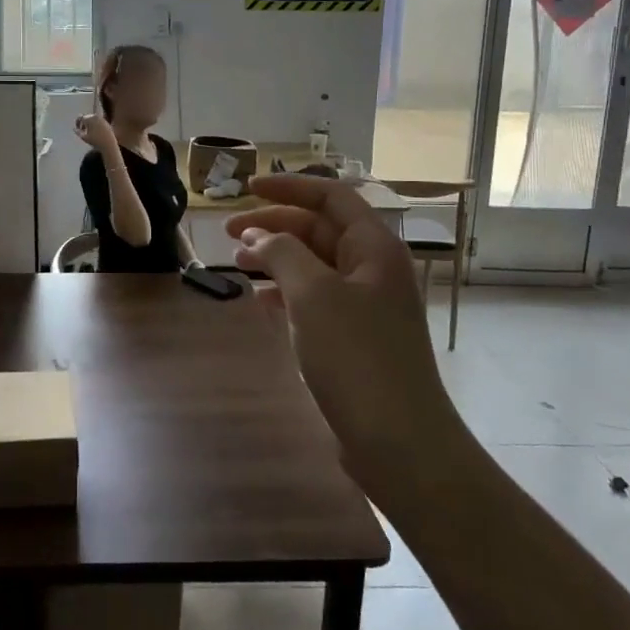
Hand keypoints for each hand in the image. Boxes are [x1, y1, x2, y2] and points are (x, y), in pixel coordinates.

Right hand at [74, 112, 117, 154]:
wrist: (108, 144)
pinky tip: (94, 132)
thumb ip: (78, 132)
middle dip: (83, 123)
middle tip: (82, 130)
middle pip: (86, 117)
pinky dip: (94, 124)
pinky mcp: (106, 122)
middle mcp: (95, 116)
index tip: (77, 129)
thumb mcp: (84, 137)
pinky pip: (98, 121)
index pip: (80, 117)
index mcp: (89, 119)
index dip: (77, 122)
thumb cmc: (95, 141)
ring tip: (88, 132)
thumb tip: (74, 129)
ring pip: (92, 119)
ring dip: (89, 123)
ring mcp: (102, 119)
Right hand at [227, 175, 461, 504]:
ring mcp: (366, 305)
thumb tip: (257, 236)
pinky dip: (286, 293)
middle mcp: (373, 269)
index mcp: (374, 248)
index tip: (246, 188)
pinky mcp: (355, 338)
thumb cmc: (357, 357)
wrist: (400, 441)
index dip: (288, 188)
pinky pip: (316, 299)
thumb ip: (282, 254)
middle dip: (274, 226)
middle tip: (229, 233)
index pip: (331, 197)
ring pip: (315, 265)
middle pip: (320, 230)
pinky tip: (261, 302)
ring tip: (237, 264)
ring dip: (276, 259)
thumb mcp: (313, 296)